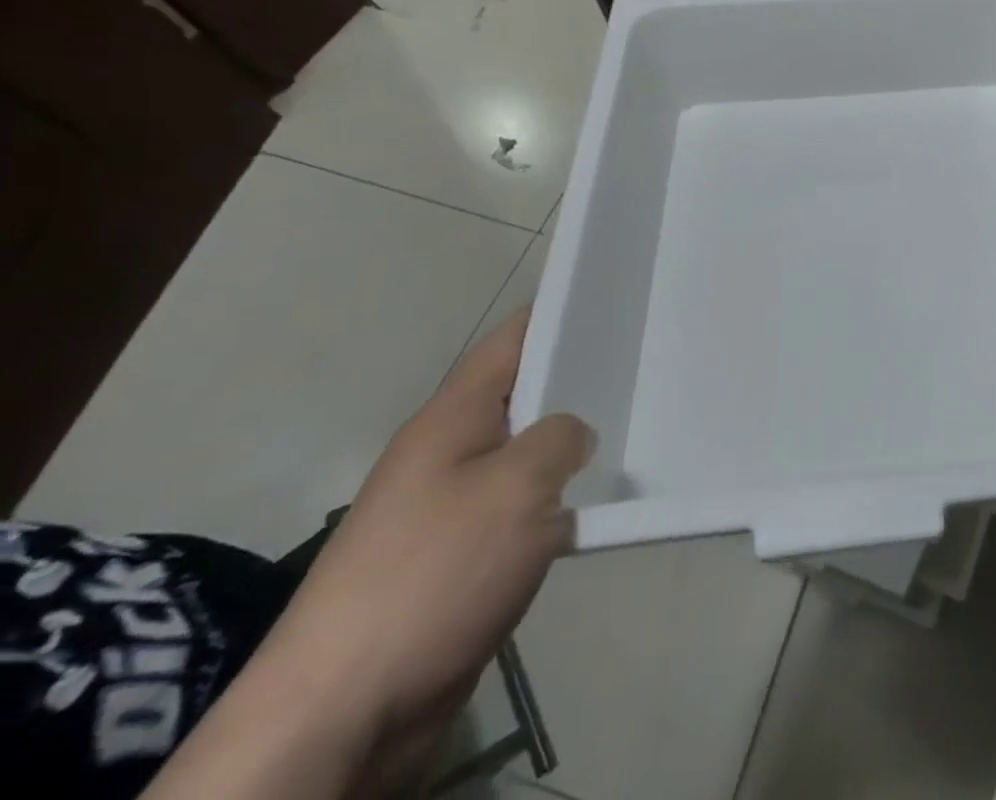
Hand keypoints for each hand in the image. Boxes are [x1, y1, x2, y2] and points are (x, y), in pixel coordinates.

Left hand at [141, 311, 593, 799]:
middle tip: (641, 365)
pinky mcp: (454, 561)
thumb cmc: (434, 572)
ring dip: (568, 449)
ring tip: (631, 430)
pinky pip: (517, 511)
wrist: (342, 710)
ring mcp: (446, 508)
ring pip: (523, 456)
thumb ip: (560, 438)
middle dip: (576, 380)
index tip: (612, 297)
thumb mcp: (517, 486)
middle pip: (521, 395)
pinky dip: (555, 503)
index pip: (512, 340)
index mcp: (452, 418)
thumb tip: (573, 435)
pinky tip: (593, 510)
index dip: (559, 312)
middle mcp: (446, 452)